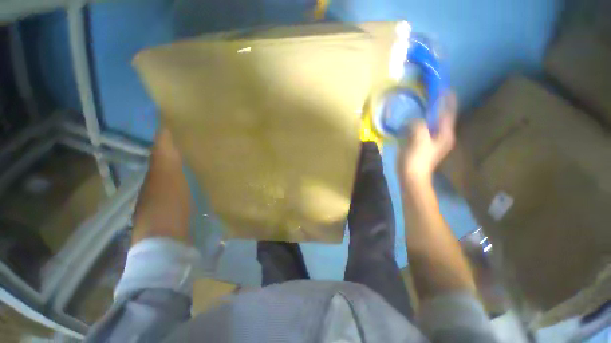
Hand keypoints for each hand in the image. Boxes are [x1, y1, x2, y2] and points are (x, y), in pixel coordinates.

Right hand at [398, 92, 456, 183]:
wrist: (411, 177)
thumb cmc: (417, 159)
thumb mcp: (419, 138)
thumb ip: (419, 124)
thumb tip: (414, 120)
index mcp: (445, 134)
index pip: (448, 113)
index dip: (447, 100)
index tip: (445, 89)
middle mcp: (441, 137)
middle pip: (441, 118)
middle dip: (437, 107)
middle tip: (430, 97)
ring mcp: (431, 142)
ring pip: (431, 124)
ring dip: (427, 116)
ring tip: (421, 107)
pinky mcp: (422, 146)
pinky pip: (421, 131)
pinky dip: (418, 125)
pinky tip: (411, 122)